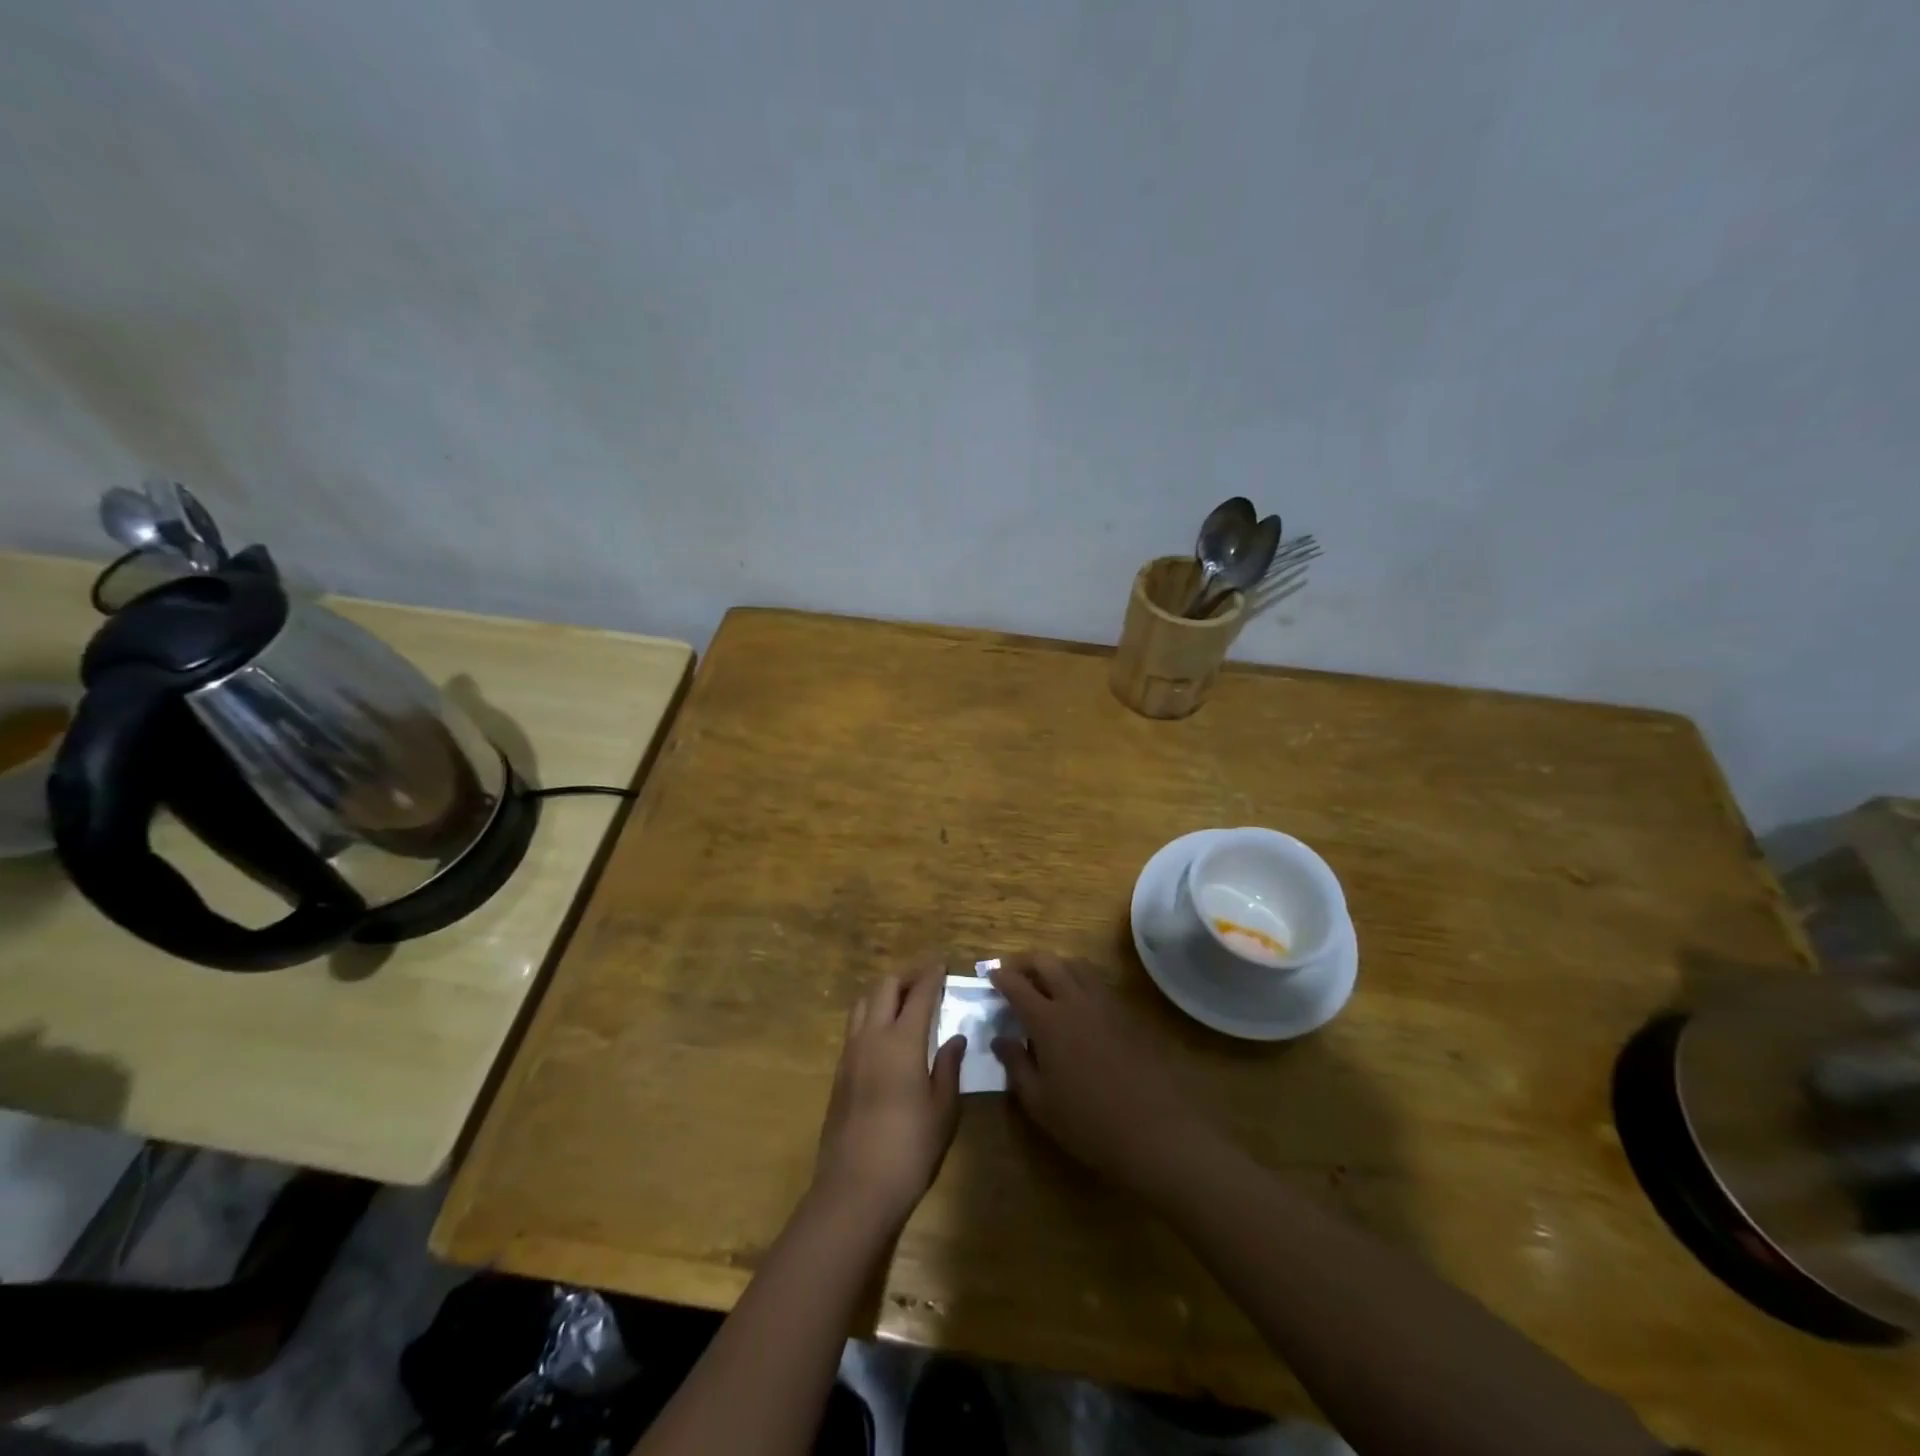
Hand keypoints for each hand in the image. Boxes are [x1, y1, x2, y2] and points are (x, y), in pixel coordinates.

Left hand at [813, 969, 964, 1228]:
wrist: (854, 1189)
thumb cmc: (909, 1149)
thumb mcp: (943, 1110)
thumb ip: (949, 1067)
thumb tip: (955, 1038)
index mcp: (902, 1041)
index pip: (919, 994)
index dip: (932, 975)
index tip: (943, 964)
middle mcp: (872, 1037)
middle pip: (884, 987)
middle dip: (906, 976)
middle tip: (926, 978)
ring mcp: (850, 1053)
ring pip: (863, 1003)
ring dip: (884, 992)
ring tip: (903, 999)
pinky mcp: (839, 1072)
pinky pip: (854, 1026)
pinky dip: (871, 1014)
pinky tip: (885, 1031)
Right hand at [991, 953, 1223, 1203]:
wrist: (1155, 1129)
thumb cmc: (1087, 1122)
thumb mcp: (1040, 1102)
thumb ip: (1016, 1065)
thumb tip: (1000, 1038)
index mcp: (1048, 1020)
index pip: (1017, 985)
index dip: (1000, 977)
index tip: (990, 976)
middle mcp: (1075, 1000)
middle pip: (1047, 961)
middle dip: (1026, 961)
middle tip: (1014, 974)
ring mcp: (1105, 1003)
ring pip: (1076, 965)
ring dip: (1056, 965)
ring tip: (1045, 982)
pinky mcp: (1127, 1012)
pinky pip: (1097, 982)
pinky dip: (1080, 980)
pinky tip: (1078, 1002)